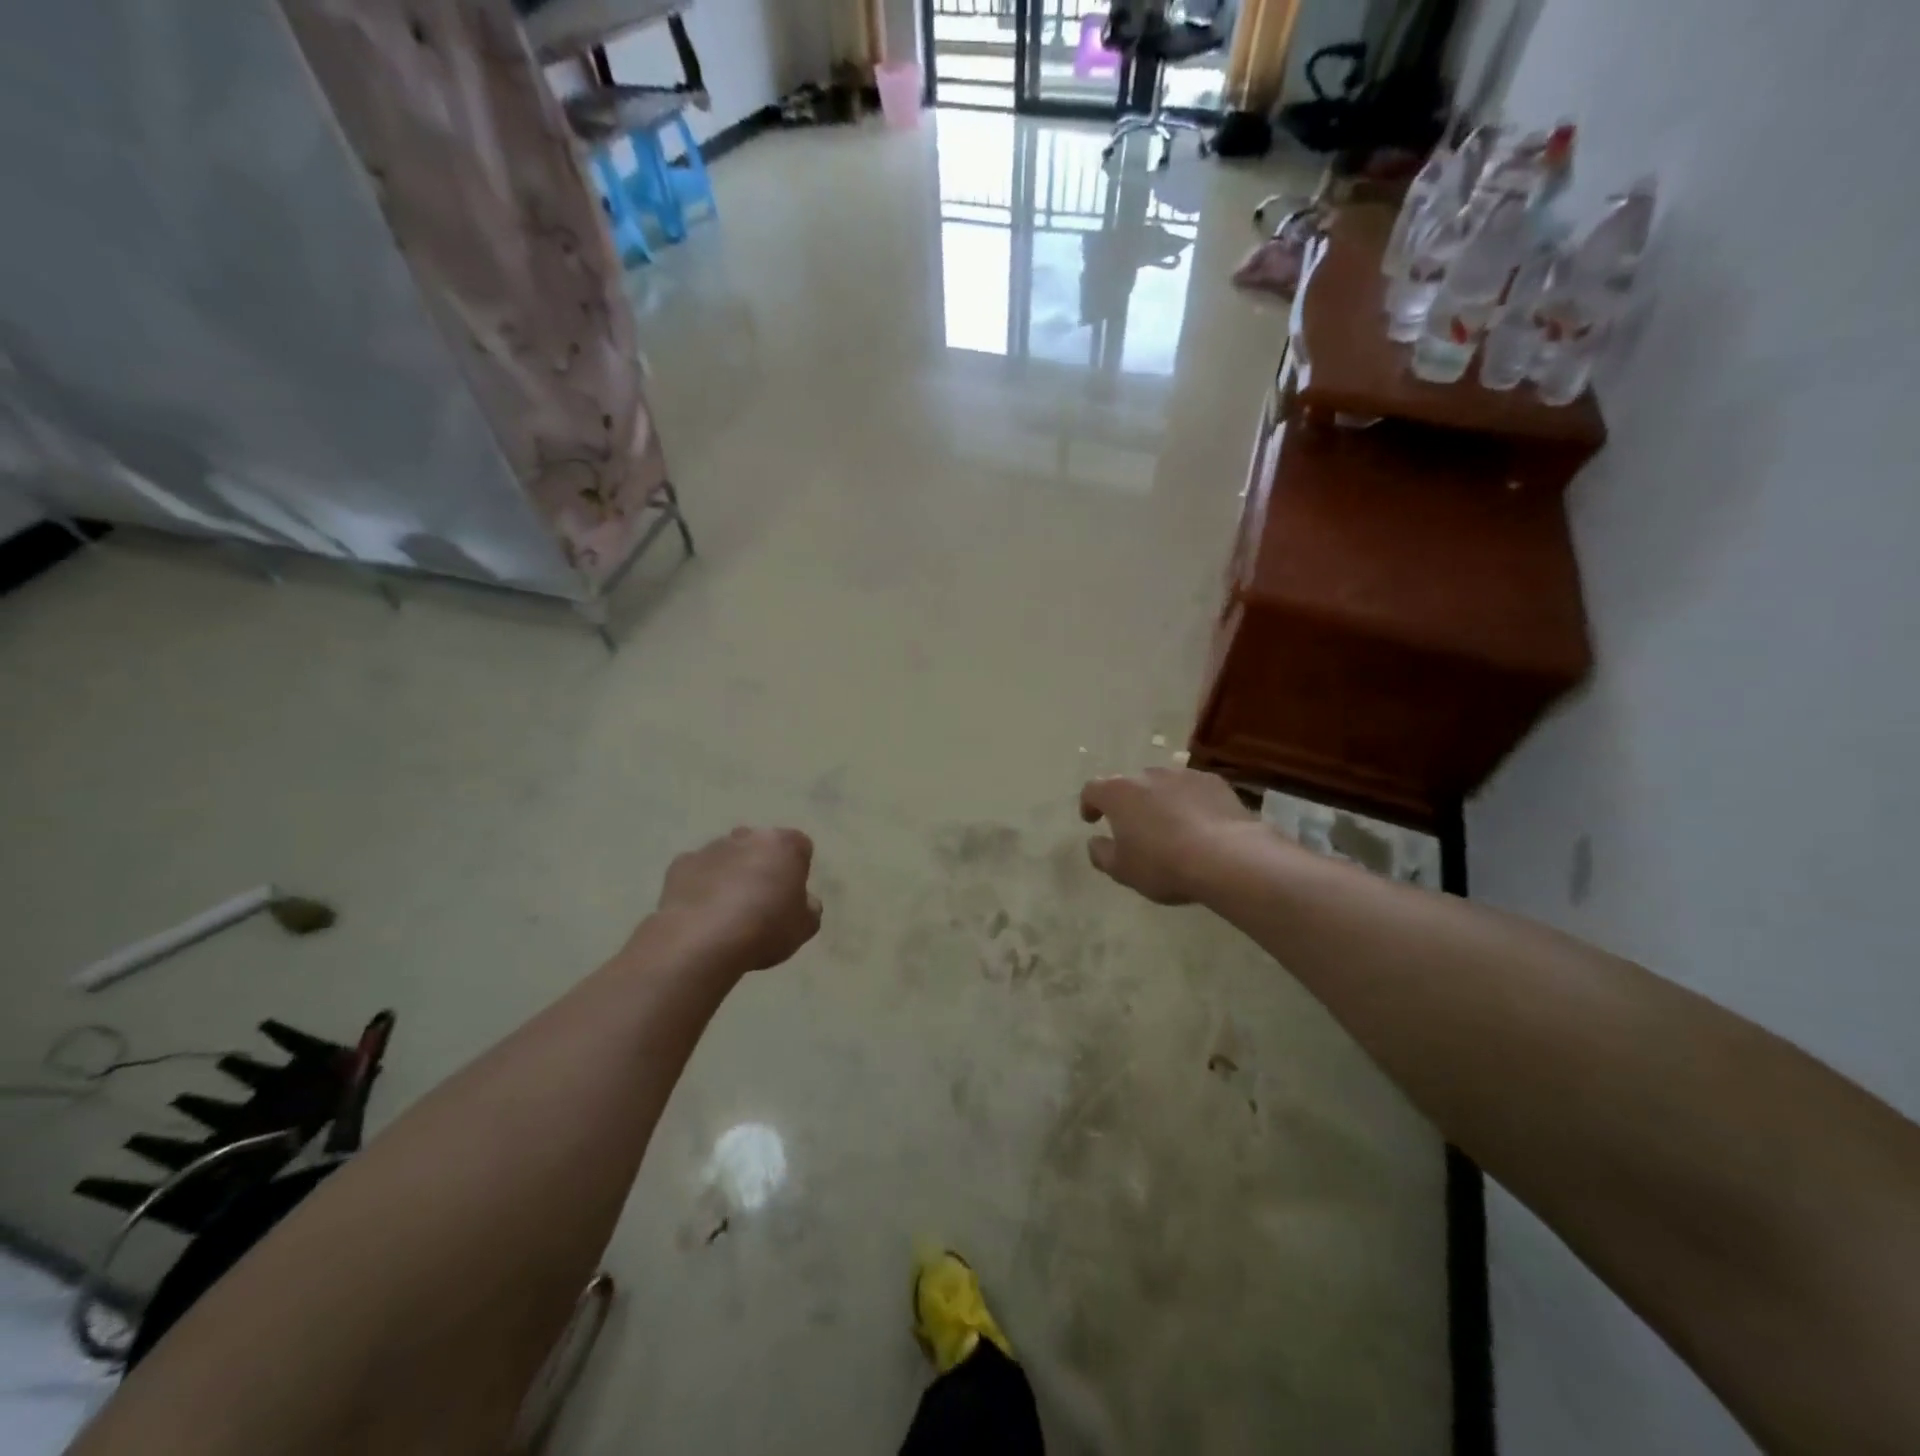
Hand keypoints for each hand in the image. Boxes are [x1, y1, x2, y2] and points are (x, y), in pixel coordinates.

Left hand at [653, 827, 821, 971]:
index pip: (800, 846)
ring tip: (727, 912)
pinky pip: (697, 871)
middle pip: (760, 846)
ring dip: (730, 874)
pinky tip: (701, 913)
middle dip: (762, 865)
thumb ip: (809, 908)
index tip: (791, 895)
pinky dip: (701, 885)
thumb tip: (804, 902)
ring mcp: (711, 848)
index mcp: (784, 845)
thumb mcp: (804, 927)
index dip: (798, 870)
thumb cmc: (765, 928)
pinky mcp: (680, 864)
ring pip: (727, 856)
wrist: (701, 940)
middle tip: (761, 901)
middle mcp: (748, 836)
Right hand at [1080, 768, 1260, 904]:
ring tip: (1170, 828)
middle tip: (1135, 829)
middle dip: (1129, 804)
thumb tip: (1096, 842)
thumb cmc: (1163, 864)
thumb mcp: (1122, 870)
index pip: (1092, 789)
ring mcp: (1183, 775)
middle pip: (1130, 785)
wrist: (1227, 858)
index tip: (1092, 820)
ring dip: (1160, 801)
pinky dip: (1190, 802)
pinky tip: (1200, 825)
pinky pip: (1193, 789)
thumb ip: (1101, 853)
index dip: (1089, 804)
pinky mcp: (1213, 782)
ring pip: (1163, 785)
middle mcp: (1148, 775)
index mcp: (1118, 793)